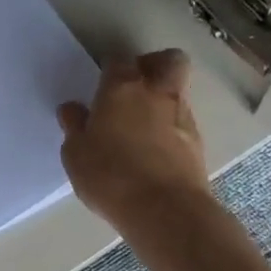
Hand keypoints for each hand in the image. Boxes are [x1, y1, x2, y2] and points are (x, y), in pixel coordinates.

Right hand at [57, 50, 209, 228]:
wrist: (165, 210)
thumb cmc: (110, 176)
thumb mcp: (75, 154)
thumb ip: (74, 127)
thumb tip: (73, 109)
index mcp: (121, 89)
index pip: (119, 60)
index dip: (110, 66)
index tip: (101, 81)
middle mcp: (156, 94)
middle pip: (168, 60)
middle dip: (154, 64)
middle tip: (135, 84)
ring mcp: (183, 117)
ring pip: (177, 91)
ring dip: (162, 99)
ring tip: (141, 125)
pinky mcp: (198, 143)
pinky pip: (182, 122)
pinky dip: (170, 128)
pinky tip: (153, 150)